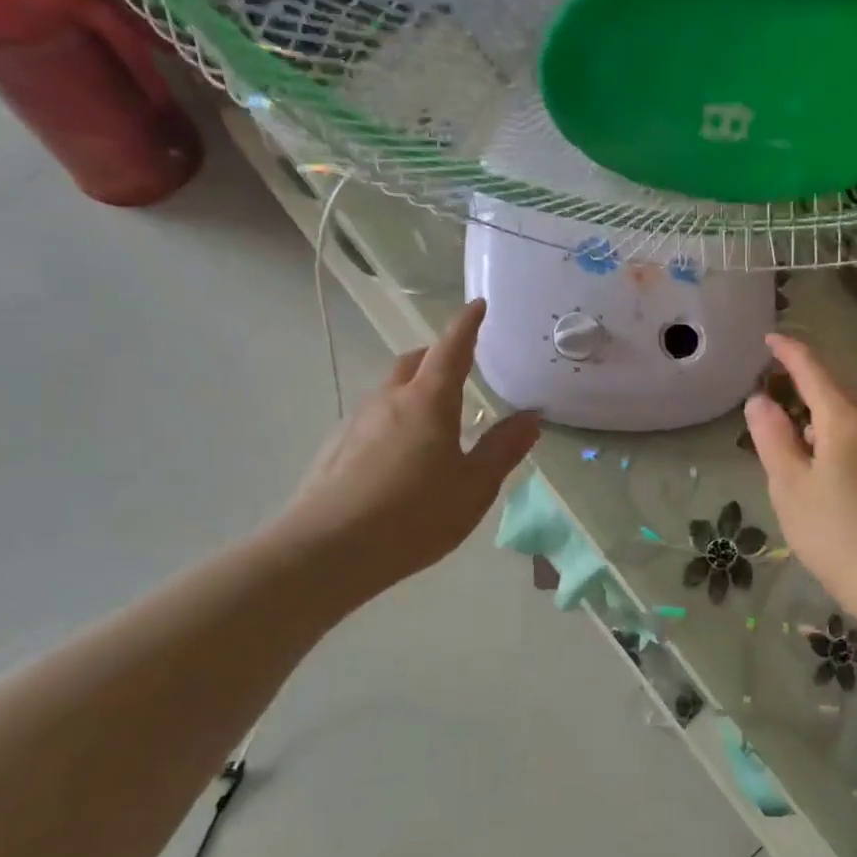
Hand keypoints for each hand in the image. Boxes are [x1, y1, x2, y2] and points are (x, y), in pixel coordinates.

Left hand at [273, 300, 539, 602]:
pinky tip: (401, 457)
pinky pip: (374, 418)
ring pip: (391, 390)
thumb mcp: (473, 487)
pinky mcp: (336, 447)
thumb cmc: (413, 516)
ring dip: (415, 390)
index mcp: (428, 402)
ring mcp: (357, 422)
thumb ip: (503, 449)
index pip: (451, 349)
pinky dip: (395, 419)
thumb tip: (531, 418)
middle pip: (414, 362)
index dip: (466, 325)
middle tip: (462, 369)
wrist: (326, 552)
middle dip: (439, 356)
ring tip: (436, 422)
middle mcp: (389, 400)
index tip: (478, 305)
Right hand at [743, 334, 856, 612]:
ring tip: (802, 446)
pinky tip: (837, 475)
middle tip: (778, 402)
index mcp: (845, 420)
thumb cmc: (835, 532)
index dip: (790, 352)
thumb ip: (772, 438)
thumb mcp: (789, 485)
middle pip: (838, 395)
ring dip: (827, 421)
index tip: (771, 339)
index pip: (813, 370)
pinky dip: (846, 444)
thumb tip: (760, 399)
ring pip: (856, 422)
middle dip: (808, 390)